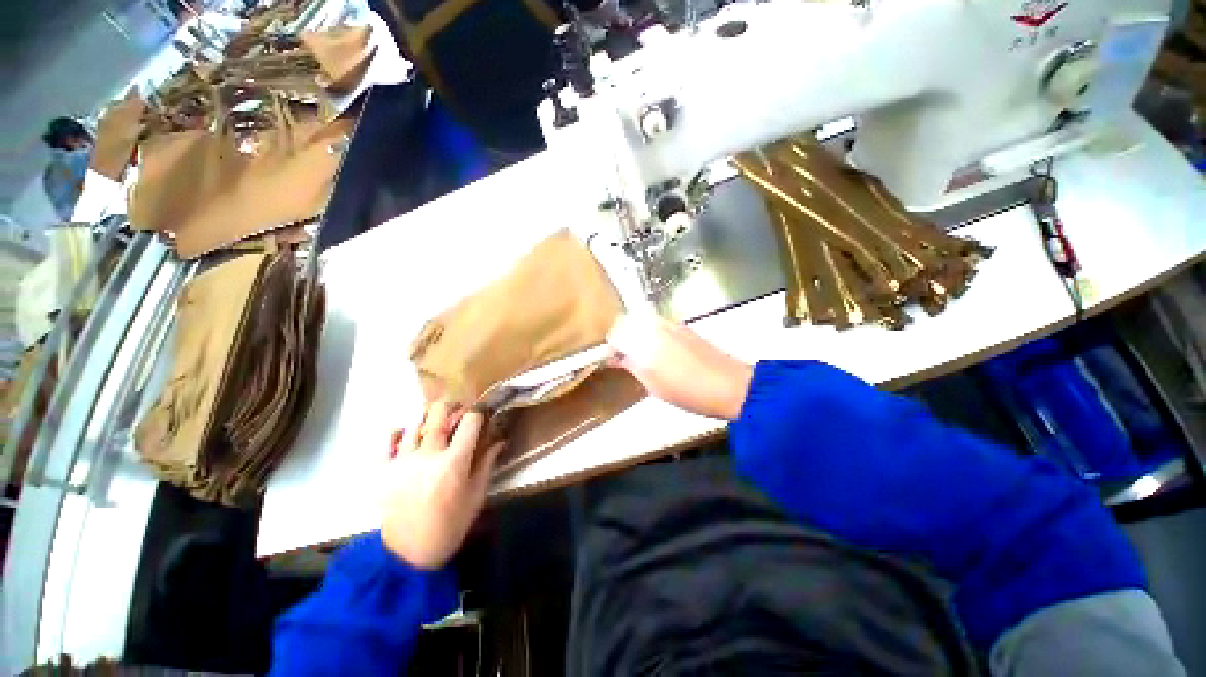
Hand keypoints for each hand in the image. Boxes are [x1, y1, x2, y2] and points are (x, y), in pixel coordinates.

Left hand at [381, 401, 503, 569]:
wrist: (409, 554)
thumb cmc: (451, 525)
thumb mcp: (476, 495)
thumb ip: (487, 463)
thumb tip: (500, 440)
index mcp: (455, 462)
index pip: (470, 421)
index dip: (478, 412)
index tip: (481, 413)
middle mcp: (428, 455)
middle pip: (438, 413)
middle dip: (451, 405)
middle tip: (457, 410)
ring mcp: (403, 461)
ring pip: (415, 423)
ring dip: (428, 419)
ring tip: (435, 425)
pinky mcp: (384, 470)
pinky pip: (388, 439)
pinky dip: (399, 432)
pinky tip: (407, 435)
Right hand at [607, 313, 753, 420]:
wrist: (728, 385)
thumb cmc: (686, 391)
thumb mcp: (651, 383)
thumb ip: (630, 365)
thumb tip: (616, 358)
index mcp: (644, 339)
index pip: (615, 333)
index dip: (611, 347)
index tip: (613, 360)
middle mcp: (655, 324)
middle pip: (627, 321)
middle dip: (621, 337)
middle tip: (624, 358)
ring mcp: (670, 323)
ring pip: (642, 321)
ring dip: (635, 334)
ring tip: (641, 356)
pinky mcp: (683, 326)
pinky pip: (657, 324)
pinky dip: (650, 334)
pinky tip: (659, 352)